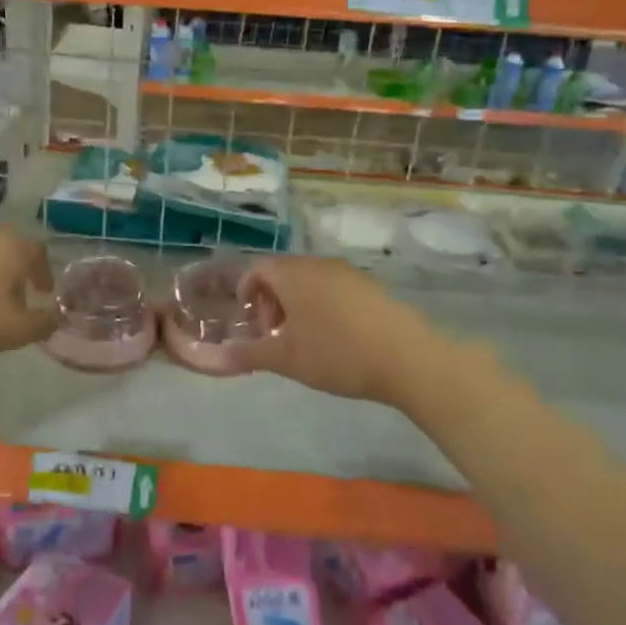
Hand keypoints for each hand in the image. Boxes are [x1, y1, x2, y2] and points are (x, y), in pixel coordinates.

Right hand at [234, 255, 455, 406]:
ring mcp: (348, 274)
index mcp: (293, 274)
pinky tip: (333, 338)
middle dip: (271, 301)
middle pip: (283, 273)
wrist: (408, 359)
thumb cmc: (337, 354)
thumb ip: (249, 354)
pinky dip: (322, 305)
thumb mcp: (286, 359)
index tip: (251, 323)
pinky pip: (333, 288)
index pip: (257, 268)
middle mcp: (319, 264)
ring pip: (309, 281)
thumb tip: (217, 356)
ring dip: (296, 304)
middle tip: (274, 335)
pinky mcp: (370, 287)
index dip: (246, 292)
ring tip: (302, 340)